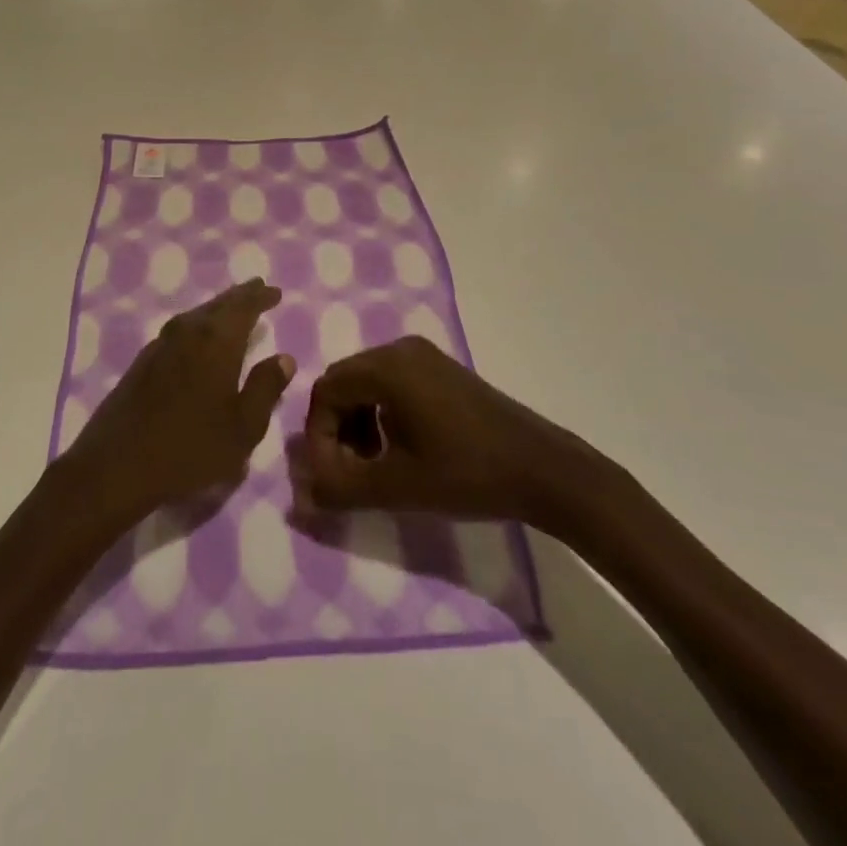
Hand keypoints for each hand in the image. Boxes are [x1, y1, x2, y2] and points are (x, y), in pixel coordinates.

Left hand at [63, 280, 294, 523]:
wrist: (116, 465)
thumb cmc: (190, 447)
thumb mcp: (243, 427)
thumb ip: (265, 388)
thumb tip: (284, 357)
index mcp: (216, 341)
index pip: (243, 307)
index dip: (260, 297)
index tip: (275, 291)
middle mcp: (187, 332)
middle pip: (218, 305)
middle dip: (240, 297)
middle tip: (257, 289)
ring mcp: (160, 345)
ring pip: (195, 316)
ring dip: (216, 310)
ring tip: (231, 311)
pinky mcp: (142, 362)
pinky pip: (179, 331)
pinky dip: (196, 327)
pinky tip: (197, 341)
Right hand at [300, 336, 622, 539]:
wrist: (543, 469)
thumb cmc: (467, 474)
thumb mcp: (397, 487)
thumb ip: (342, 488)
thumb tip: (303, 495)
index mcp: (387, 367)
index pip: (326, 392)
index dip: (318, 436)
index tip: (328, 477)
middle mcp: (400, 349)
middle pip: (344, 383)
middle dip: (336, 429)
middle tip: (346, 471)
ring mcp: (424, 356)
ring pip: (367, 384)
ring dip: (357, 423)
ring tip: (371, 464)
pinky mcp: (441, 369)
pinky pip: (392, 383)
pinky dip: (381, 414)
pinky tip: (398, 449)